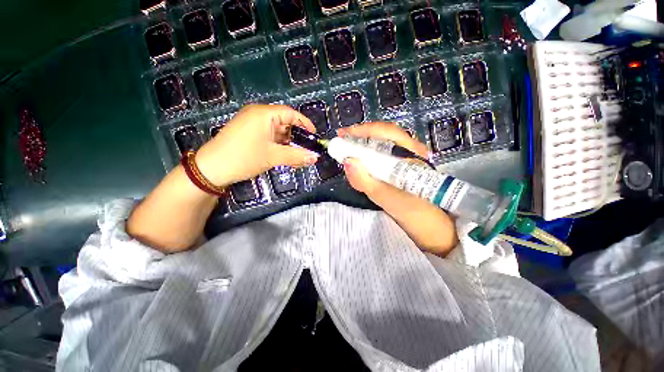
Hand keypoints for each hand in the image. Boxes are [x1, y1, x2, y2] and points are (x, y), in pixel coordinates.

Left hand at [195, 104, 318, 186]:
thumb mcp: (273, 157)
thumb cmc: (244, 157)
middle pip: (285, 123)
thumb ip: (296, 156)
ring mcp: (252, 125)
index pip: (291, 114)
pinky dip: (279, 146)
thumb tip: (315, 158)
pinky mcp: (249, 134)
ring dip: (289, 145)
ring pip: (278, 132)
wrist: (211, 169)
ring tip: (298, 158)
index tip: (314, 137)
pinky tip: (286, 157)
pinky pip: (269, 137)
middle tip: (307, 151)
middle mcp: (258, 115)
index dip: (305, 124)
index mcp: (264, 114)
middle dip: (297, 138)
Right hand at [339, 123, 457, 255]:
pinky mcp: (401, 168)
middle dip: (360, 136)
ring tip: (346, 148)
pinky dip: (368, 155)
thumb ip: (366, 181)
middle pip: (382, 135)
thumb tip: (347, 161)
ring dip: (363, 144)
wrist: (431, 226)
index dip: (362, 130)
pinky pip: (382, 155)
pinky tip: (359, 159)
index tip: (342, 135)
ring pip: (382, 144)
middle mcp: (410, 151)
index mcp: (411, 154)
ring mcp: (406, 159)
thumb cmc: (413, 212)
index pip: (385, 132)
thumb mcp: (387, 198)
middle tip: (341, 140)